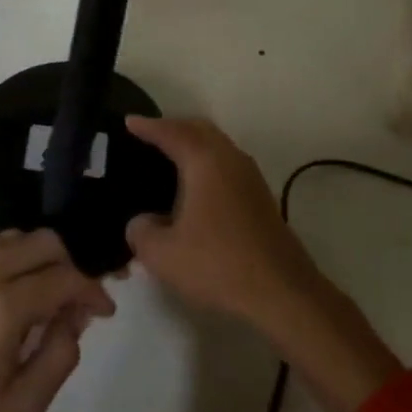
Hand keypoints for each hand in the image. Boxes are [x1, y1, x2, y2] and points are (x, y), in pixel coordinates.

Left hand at [0, 229, 112, 411]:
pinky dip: (4, 259)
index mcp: (3, 308)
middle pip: (42, 242)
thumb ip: (60, 355)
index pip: (64, 277)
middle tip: (74, 301)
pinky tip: (5, 291)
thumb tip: (76, 317)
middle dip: (67, 265)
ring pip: (11, 238)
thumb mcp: (23, 408)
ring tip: (41, 295)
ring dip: (35, 258)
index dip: (91, 290)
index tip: (104, 309)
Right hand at [124, 116, 401, 411]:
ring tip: (168, 158)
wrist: (282, 290)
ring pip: (216, 145)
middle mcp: (229, 158)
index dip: (147, 126)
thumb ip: (141, 232)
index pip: (171, 132)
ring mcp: (249, 176)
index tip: (128, 121)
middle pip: (198, 129)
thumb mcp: (163, 254)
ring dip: (192, 144)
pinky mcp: (259, 196)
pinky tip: (194, 187)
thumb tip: (140, 222)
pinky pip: (225, 163)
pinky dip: (205, 162)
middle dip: (173, 127)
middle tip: (148, 136)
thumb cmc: (219, 264)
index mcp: (204, 160)